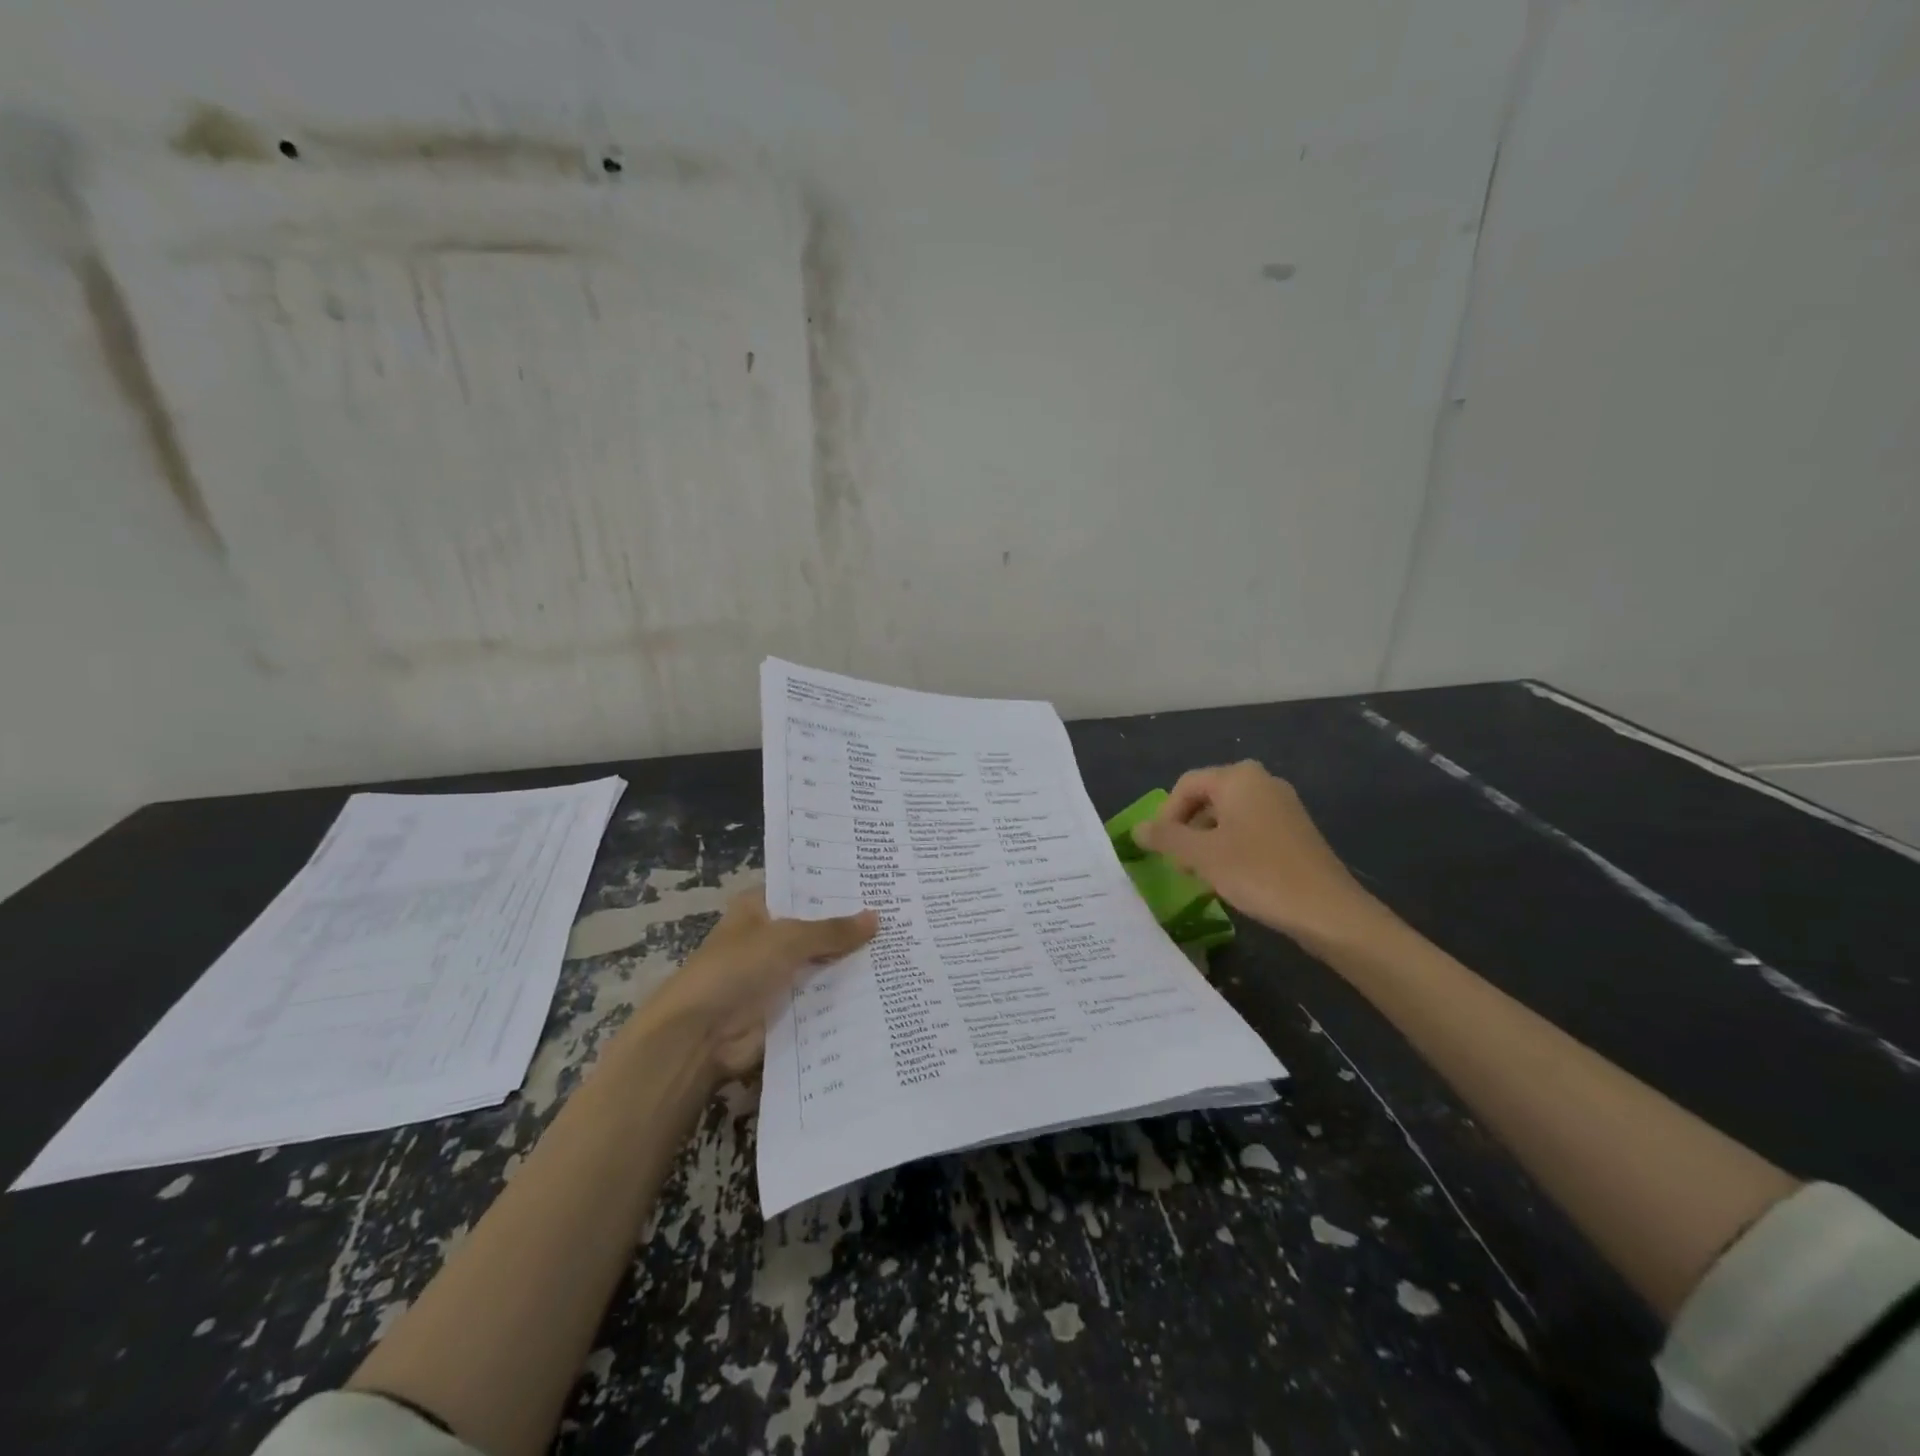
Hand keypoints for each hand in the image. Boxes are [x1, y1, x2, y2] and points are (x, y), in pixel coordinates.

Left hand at [642, 889, 876, 1080]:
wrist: (700, 1036)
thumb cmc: (737, 969)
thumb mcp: (789, 939)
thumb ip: (833, 930)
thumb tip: (877, 917)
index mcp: (757, 908)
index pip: (801, 889)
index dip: (834, 886)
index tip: (874, 882)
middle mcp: (767, 938)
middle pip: (815, 928)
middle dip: (850, 926)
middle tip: (898, 915)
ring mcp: (776, 975)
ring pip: (822, 963)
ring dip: (851, 962)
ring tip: (901, 948)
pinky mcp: (784, 1008)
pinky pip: (821, 996)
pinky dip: (845, 994)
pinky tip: (884, 986)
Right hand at [1133, 762, 1383, 947]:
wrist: (1327, 911)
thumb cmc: (1258, 873)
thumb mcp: (1201, 856)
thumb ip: (1165, 838)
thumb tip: (1136, 829)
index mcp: (1239, 778)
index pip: (1186, 785)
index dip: (1166, 815)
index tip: (1160, 849)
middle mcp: (1262, 782)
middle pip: (1207, 798)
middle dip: (1187, 830)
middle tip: (1179, 864)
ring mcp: (1283, 806)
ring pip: (1228, 816)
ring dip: (1207, 842)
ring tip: (1201, 875)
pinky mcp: (1295, 831)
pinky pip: (1250, 830)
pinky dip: (1232, 848)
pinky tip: (1231, 878)